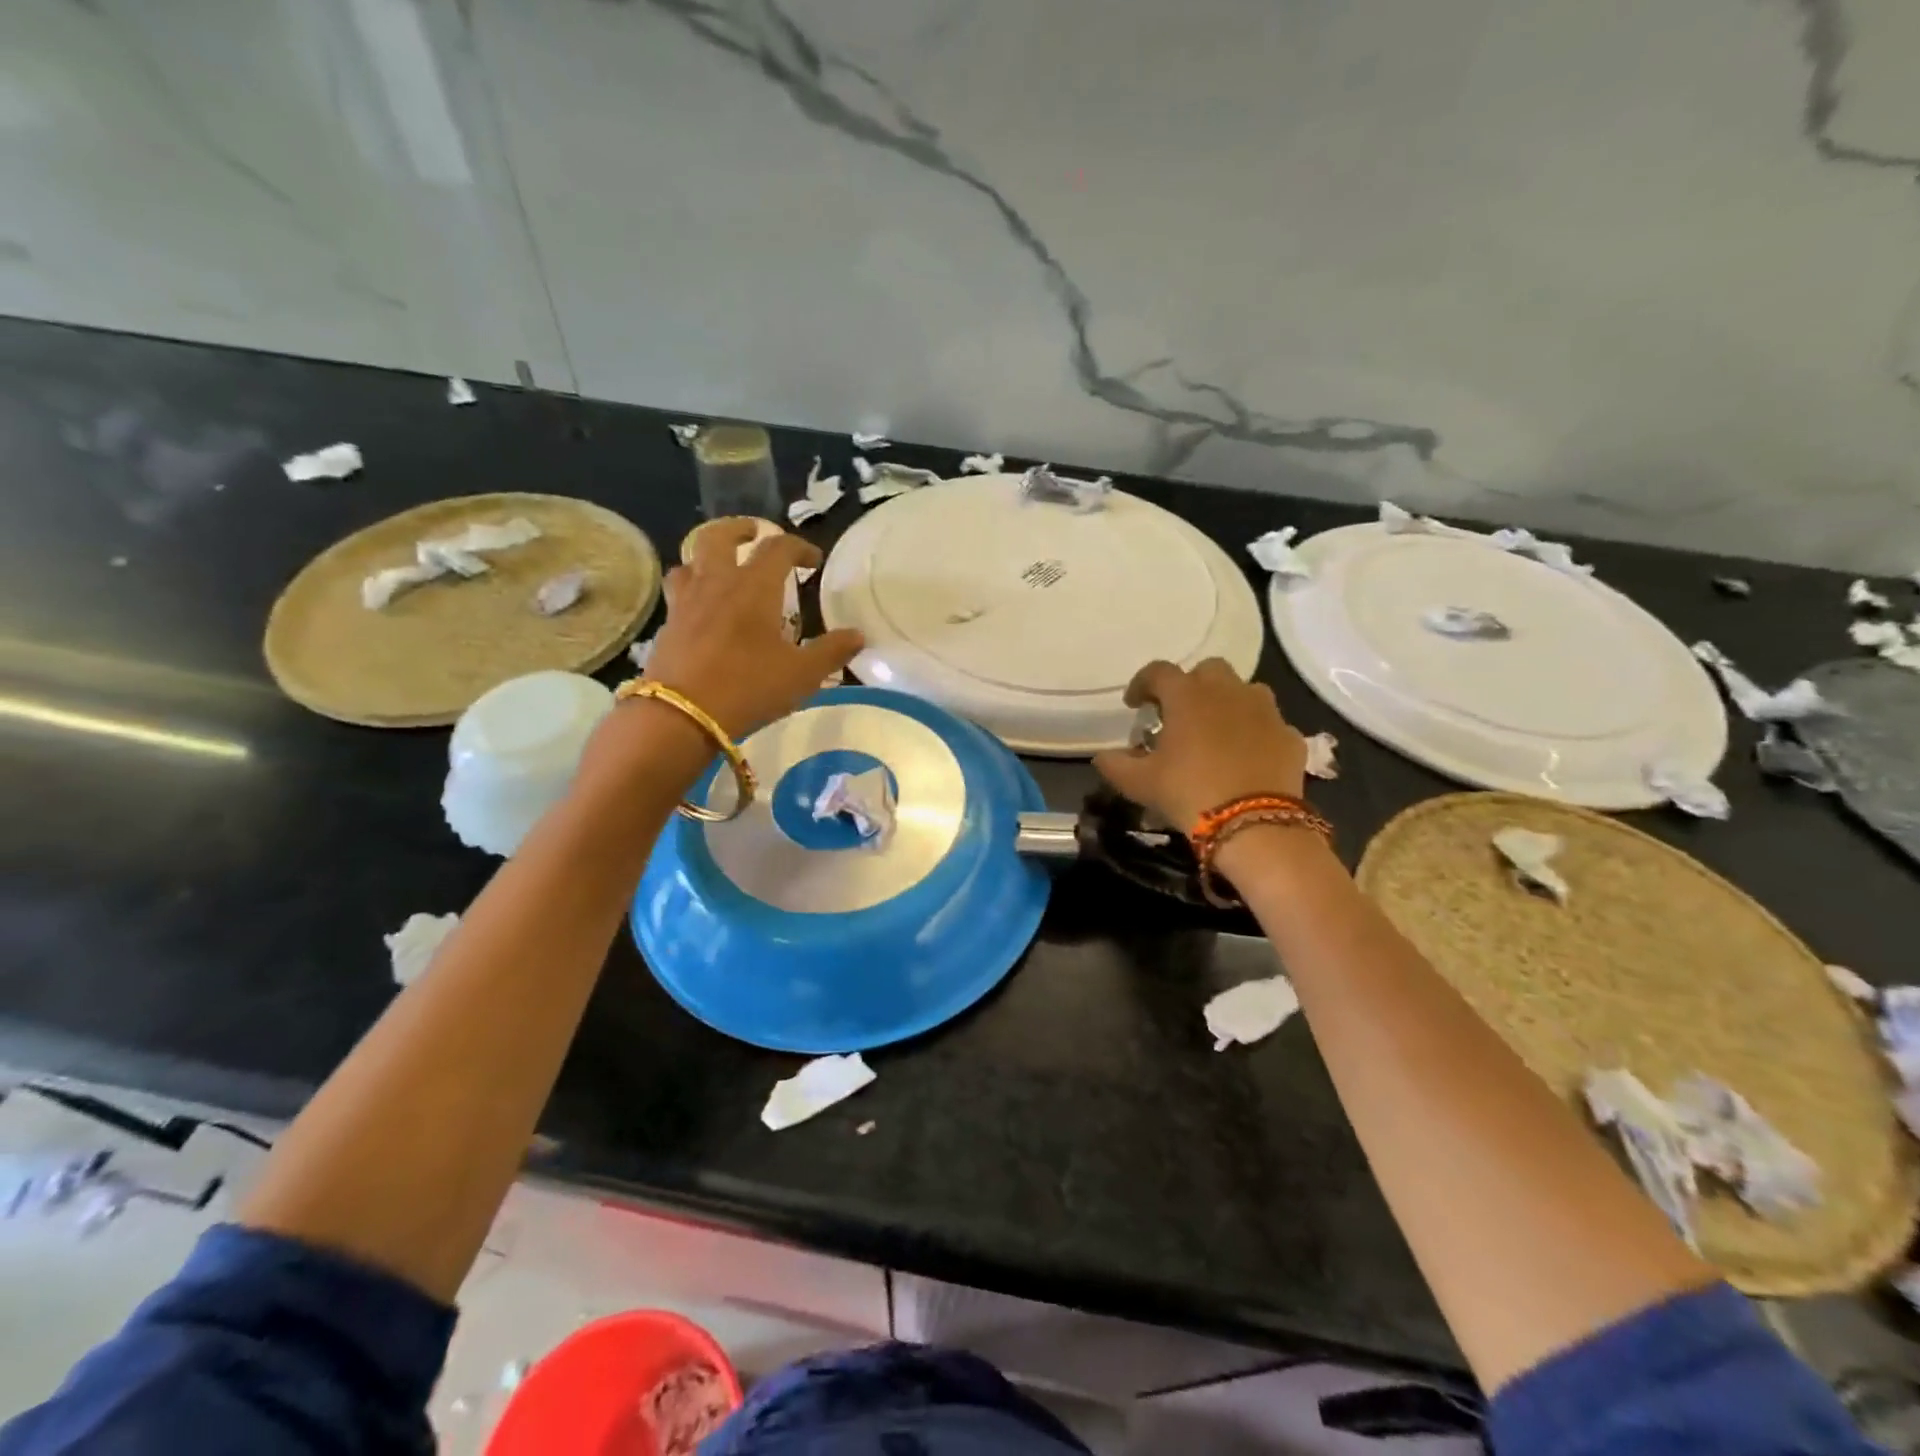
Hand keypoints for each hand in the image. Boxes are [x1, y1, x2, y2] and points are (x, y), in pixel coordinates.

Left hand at [642, 520, 863, 737]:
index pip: (778, 548)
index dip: (799, 547)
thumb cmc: (749, 687)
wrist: (682, 715)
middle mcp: (717, 582)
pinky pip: (678, 593)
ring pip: (690, 561)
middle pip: (719, 536)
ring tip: (721, 568)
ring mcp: (686, 602)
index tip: (813, 560)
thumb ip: (831, 651)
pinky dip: (692, 590)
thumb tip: (858, 635)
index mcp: (754, 586)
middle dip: (740, 529)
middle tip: (754, 534)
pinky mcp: (667, 626)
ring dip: (707, 556)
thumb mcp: (802, 674)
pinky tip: (702, 610)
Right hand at [1091, 658, 1306, 829]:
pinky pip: (1268, 724)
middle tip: (1179, 714)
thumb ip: (1115, 765)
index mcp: (1187, 695)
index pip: (1158, 672)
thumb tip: (1102, 757)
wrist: (1255, 824)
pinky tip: (1245, 757)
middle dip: (1191, 686)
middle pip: (1208, 671)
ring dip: (1227, 703)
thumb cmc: (1188, 792)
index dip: (1142, 684)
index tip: (1134, 704)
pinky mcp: (1289, 736)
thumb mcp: (1139, 783)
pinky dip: (1254, 732)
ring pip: (1244, 691)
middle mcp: (1228, 691)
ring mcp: (1264, 711)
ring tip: (1215, 731)